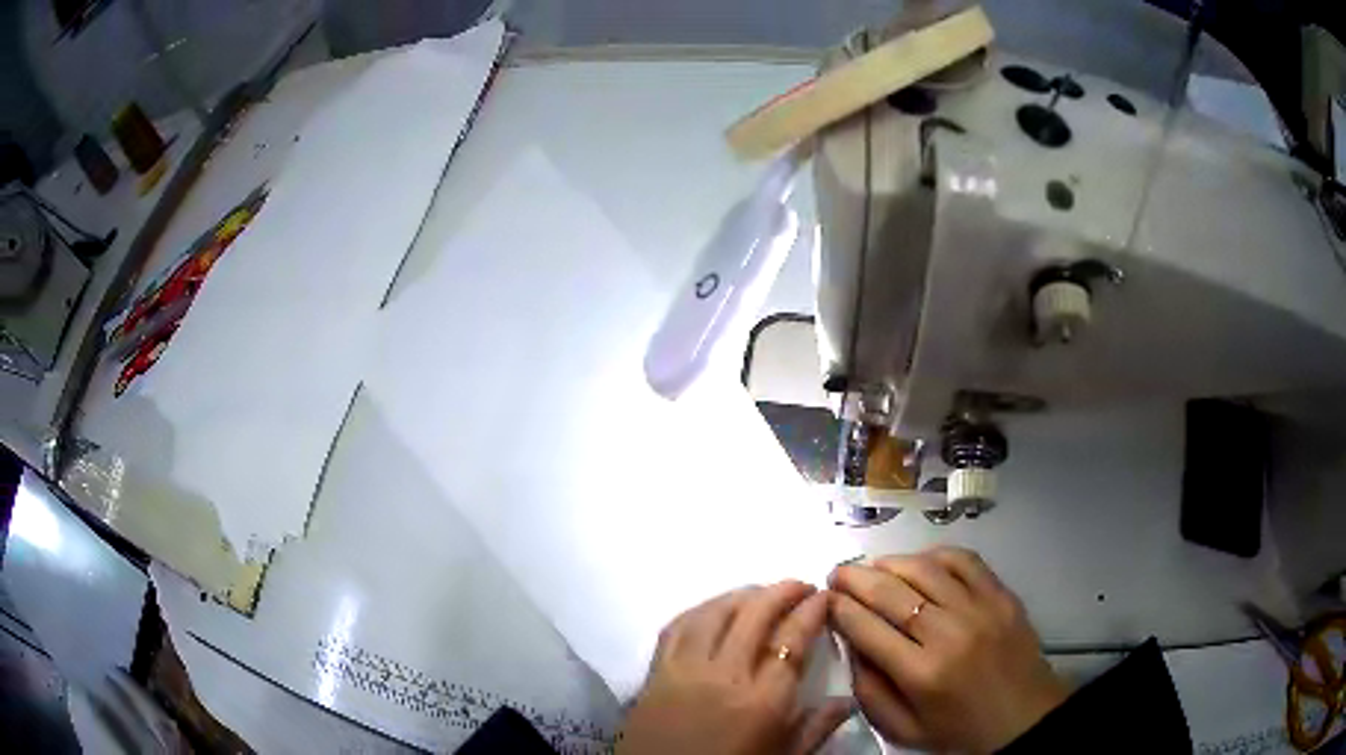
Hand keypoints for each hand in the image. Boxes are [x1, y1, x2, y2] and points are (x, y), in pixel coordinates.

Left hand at [619, 581, 852, 754]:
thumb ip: (815, 729)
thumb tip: (848, 701)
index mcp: (764, 701)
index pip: (793, 639)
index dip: (812, 611)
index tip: (825, 595)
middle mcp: (726, 675)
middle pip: (756, 615)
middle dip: (783, 591)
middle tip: (801, 585)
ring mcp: (685, 670)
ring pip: (716, 613)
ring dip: (743, 594)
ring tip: (763, 592)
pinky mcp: (655, 672)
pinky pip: (677, 627)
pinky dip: (701, 609)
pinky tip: (714, 609)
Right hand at [829, 548, 1068, 753]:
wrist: (1024, 718)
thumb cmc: (958, 730)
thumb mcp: (902, 729)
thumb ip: (868, 691)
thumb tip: (850, 644)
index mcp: (921, 674)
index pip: (867, 628)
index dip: (839, 608)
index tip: (825, 599)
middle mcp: (949, 633)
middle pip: (891, 592)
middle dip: (855, 578)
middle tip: (837, 573)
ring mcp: (980, 608)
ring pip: (925, 568)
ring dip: (890, 562)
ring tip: (873, 566)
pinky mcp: (1002, 595)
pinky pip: (965, 560)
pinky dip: (935, 555)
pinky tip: (920, 563)